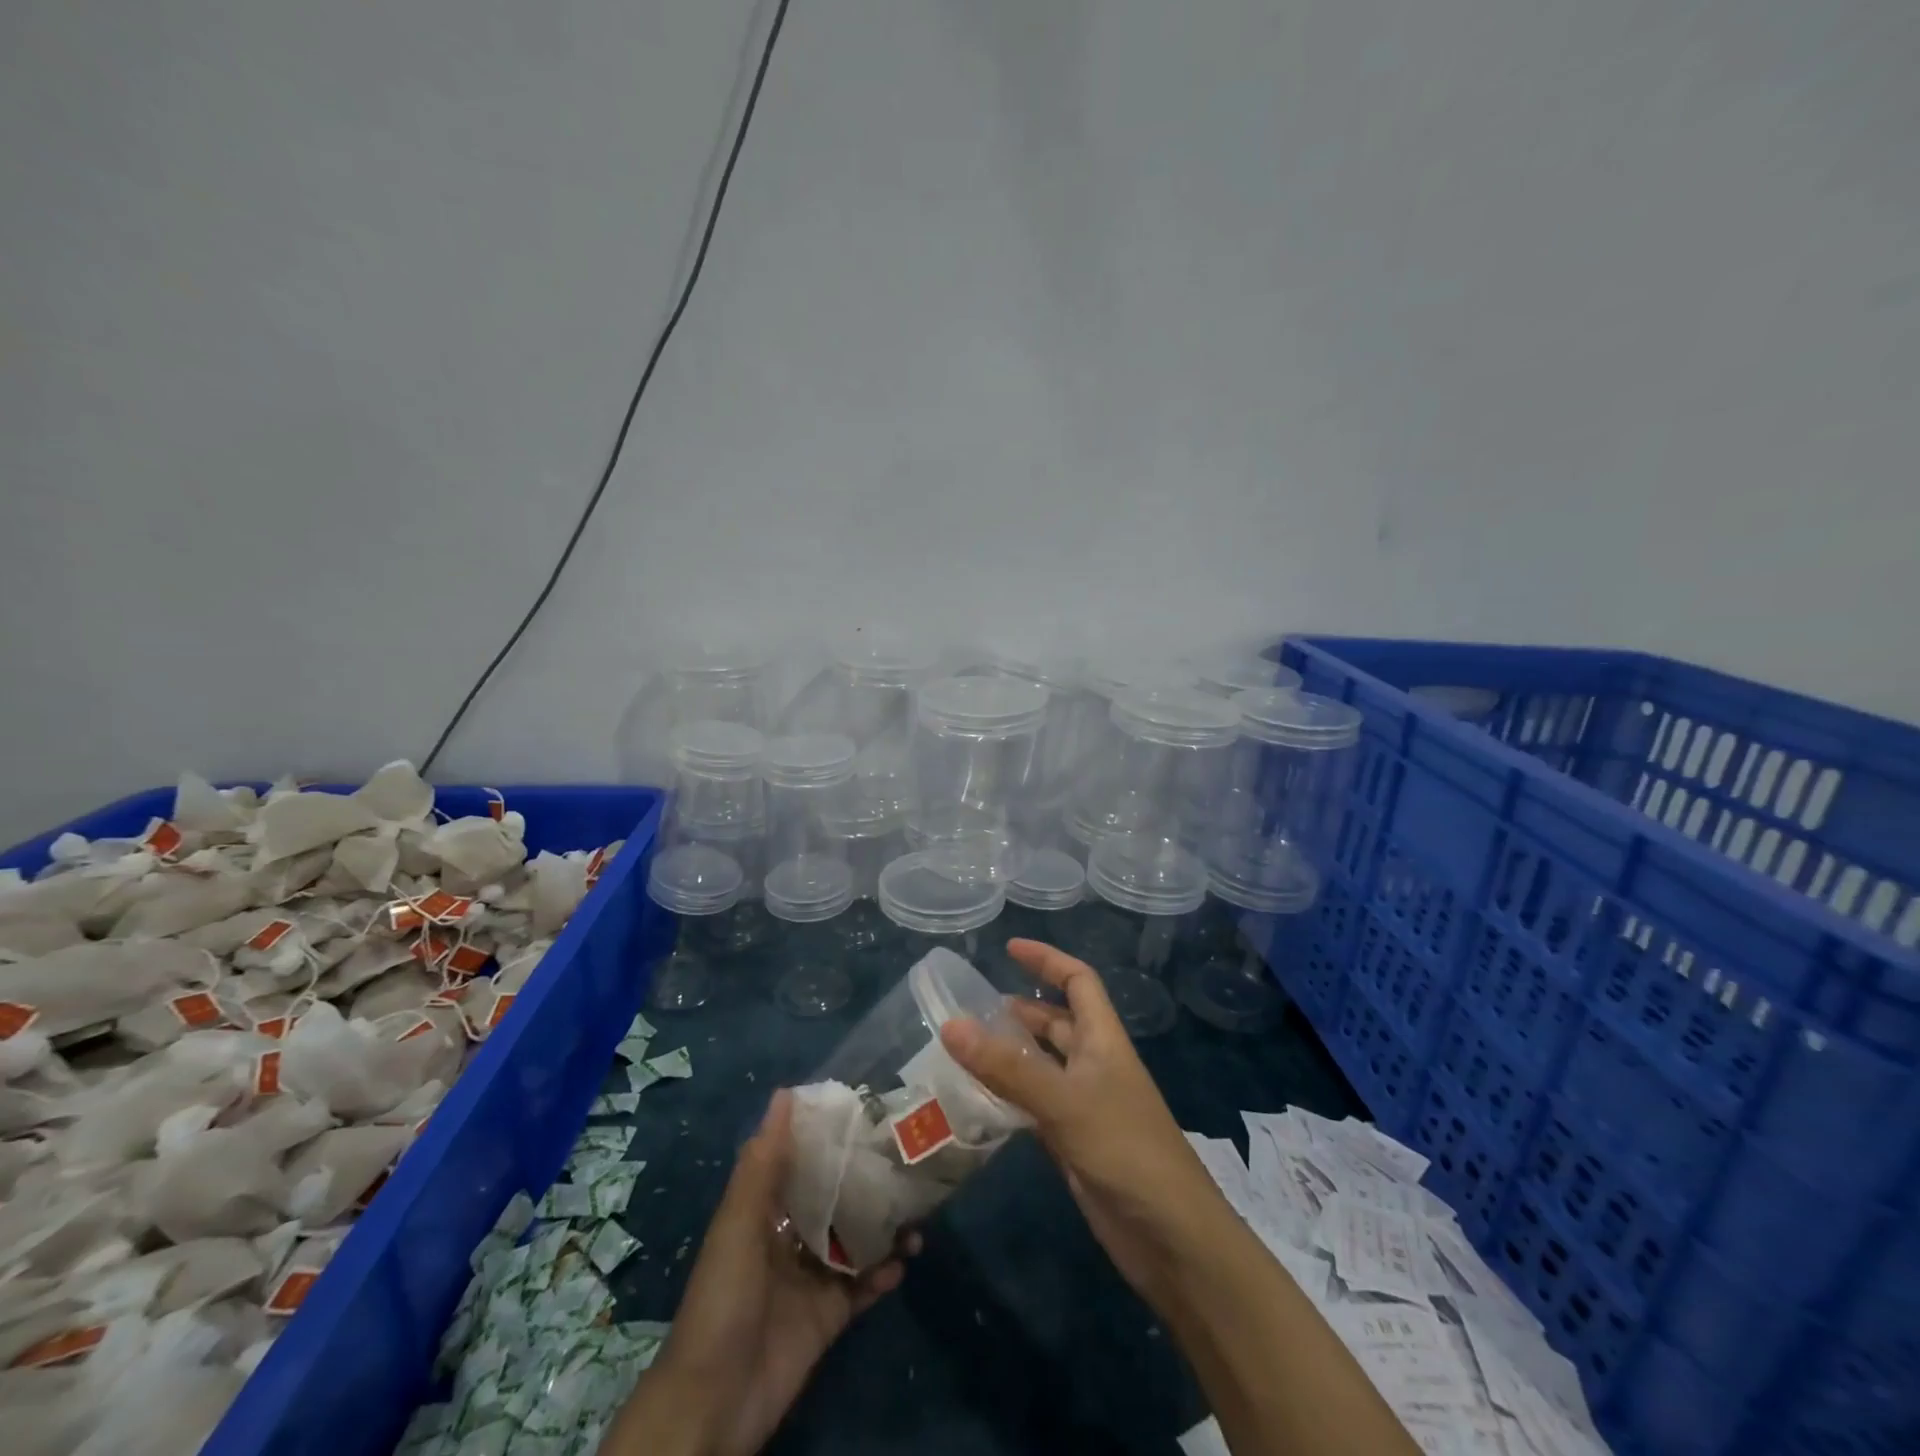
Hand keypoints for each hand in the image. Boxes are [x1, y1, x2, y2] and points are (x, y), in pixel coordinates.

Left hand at [599, 1090, 912, 1455]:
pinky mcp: (829, 1317)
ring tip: (918, 1214)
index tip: (869, 1110)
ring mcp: (811, 1278)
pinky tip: (905, 1259)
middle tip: (908, 1156)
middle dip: (868, 1180)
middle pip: (836, 1199)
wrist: (714, 1403)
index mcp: (765, 1211)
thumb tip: (785, 1092)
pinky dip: (884, 1273)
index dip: (832, 1136)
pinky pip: (863, 1287)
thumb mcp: (738, 1223)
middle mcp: (790, 1238)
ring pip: (856, 1240)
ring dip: (885, 1226)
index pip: (803, 1162)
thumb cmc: (723, 1299)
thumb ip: (763, 1162)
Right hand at [939, 939, 1228, 1305]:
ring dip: (1011, 1054)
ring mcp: (1086, 1105)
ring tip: (965, 1049)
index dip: (1048, 960)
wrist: (1172, 1239)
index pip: (1078, 981)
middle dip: (1020, 1010)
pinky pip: (1036, 1106)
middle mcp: (1095, 1064)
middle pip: (1057, 1022)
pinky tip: (979, 1100)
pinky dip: (1011, 1097)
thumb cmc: (1126, 1150)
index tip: (1009, 948)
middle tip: (971, 1010)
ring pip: (1043, 1065)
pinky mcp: (1076, 1143)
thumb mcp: (1064, 1101)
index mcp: (1103, 1040)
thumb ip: (1008, 1067)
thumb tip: (951, 1025)